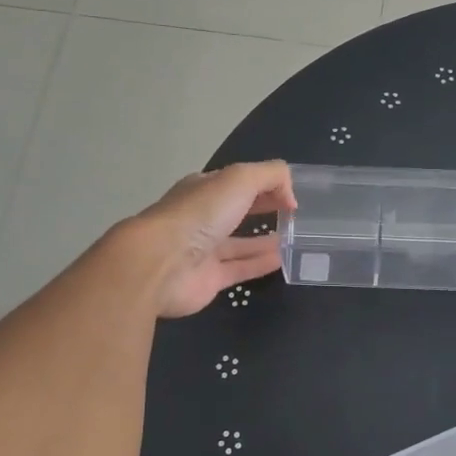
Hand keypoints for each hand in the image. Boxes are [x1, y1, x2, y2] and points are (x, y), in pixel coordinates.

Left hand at [127, 161, 295, 318]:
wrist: (161, 264)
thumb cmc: (199, 214)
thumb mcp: (240, 179)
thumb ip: (271, 176)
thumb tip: (290, 198)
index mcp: (204, 189)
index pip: (238, 182)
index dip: (265, 184)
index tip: (291, 194)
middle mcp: (202, 218)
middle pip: (238, 210)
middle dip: (264, 208)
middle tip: (294, 214)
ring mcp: (204, 250)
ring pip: (239, 243)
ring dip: (264, 240)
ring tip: (294, 238)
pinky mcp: (208, 279)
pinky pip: (240, 269)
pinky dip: (260, 264)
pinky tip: (281, 260)